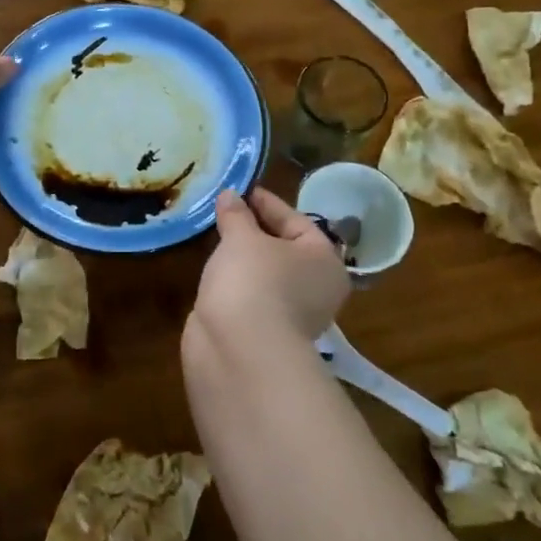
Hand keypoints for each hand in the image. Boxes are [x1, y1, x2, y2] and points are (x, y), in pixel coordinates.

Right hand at [190, 187, 350, 349]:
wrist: (239, 350)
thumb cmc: (253, 280)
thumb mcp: (242, 238)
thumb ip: (236, 214)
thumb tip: (230, 195)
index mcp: (324, 261)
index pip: (297, 221)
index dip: (267, 203)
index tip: (242, 190)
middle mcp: (316, 288)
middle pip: (285, 249)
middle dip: (256, 230)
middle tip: (227, 211)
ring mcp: (291, 314)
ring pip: (267, 274)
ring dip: (245, 257)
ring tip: (217, 236)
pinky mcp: (264, 332)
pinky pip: (251, 295)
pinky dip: (236, 281)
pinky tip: (216, 269)